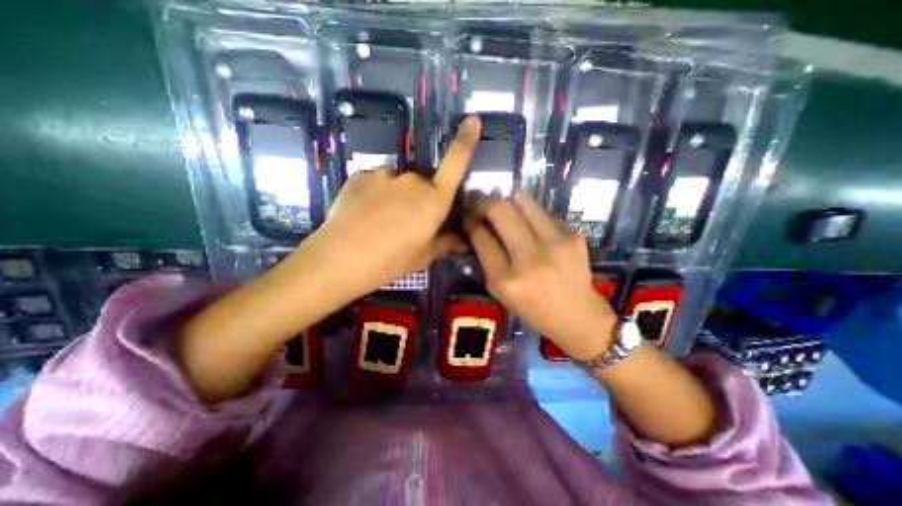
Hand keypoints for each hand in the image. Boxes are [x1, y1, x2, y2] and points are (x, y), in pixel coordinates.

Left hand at [293, 114, 482, 296]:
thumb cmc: (389, 262)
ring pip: (399, 183)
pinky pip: (377, 182)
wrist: (339, 259)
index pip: (455, 164)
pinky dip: (375, 194)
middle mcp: (413, 181)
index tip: (473, 119)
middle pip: (424, 184)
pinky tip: (364, 215)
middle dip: (419, 200)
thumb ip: (445, 244)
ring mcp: (384, 175)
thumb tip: (463, 241)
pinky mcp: (361, 175)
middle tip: (405, 225)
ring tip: (381, 222)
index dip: (466, 140)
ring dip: (396, 197)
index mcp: (434, 201)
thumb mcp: (422, 257)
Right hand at [469, 190, 616, 359]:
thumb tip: (477, 226)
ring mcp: (555, 243)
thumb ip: (486, 259)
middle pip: (500, 209)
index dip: (470, 222)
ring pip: (523, 200)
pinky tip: (535, 230)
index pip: (480, 236)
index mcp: (506, 279)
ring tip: (507, 211)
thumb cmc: (532, 308)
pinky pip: (543, 212)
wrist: (578, 315)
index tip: (469, 218)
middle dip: (485, 203)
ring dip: (508, 202)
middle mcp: (530, 258)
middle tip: (483, 207)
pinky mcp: (573, 235)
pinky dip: (532, 216)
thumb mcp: (499, 292)